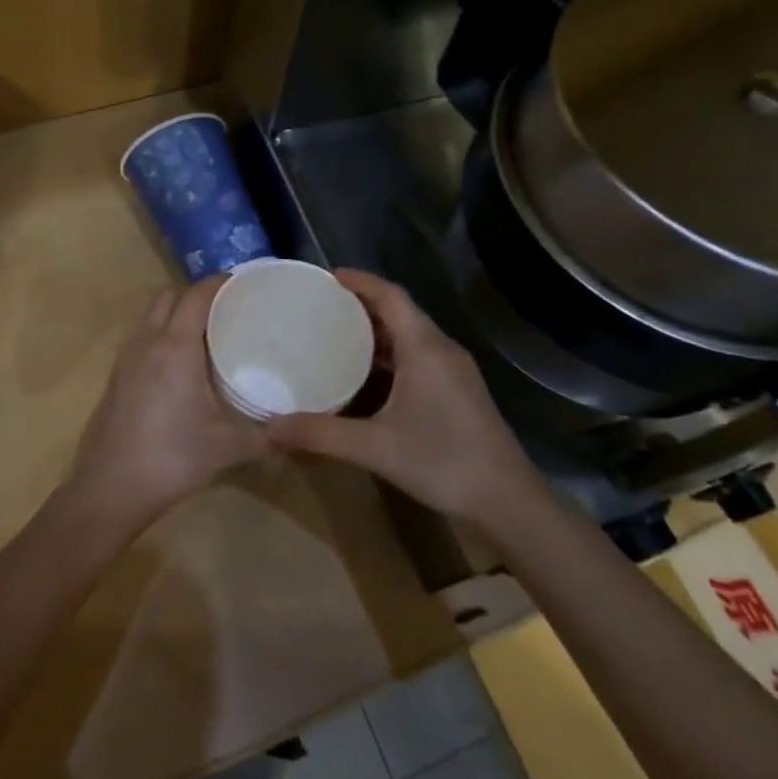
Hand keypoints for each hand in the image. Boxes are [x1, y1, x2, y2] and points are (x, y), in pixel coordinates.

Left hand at [67, 276, 272, 524]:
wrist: (109, 489)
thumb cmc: (172, 458)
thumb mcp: (229, 447)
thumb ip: (270, 437)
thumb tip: (302, 433)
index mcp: (175, 347)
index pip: (197, 295)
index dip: (221, 282)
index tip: (247, 285)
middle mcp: (147, 342)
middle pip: (169, 295)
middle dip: (197, 292)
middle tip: (228, 308)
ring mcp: (125, 358)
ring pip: (150, 314)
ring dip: (176, 311)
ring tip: (207, 331)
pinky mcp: (115, 377)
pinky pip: (141, 336)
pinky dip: (162, 332)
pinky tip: (181, 363)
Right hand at [266, 270, 546, 522]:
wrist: (507, 501)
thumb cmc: (443, 462)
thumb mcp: (375, 448)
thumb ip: (321, 434)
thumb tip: (270, 427)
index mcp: (424, 348)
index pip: (390, 296)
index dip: (359, 281)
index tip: (326, 277)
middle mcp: (441, 350)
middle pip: (399, 312)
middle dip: (361, 305)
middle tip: (320, 308)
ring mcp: (453, 371)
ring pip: (410, 336)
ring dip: (375, 332)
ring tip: (335, 336)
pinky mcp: (458, 391)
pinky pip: (418, 357)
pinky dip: (389, 356)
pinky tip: (366, 377)